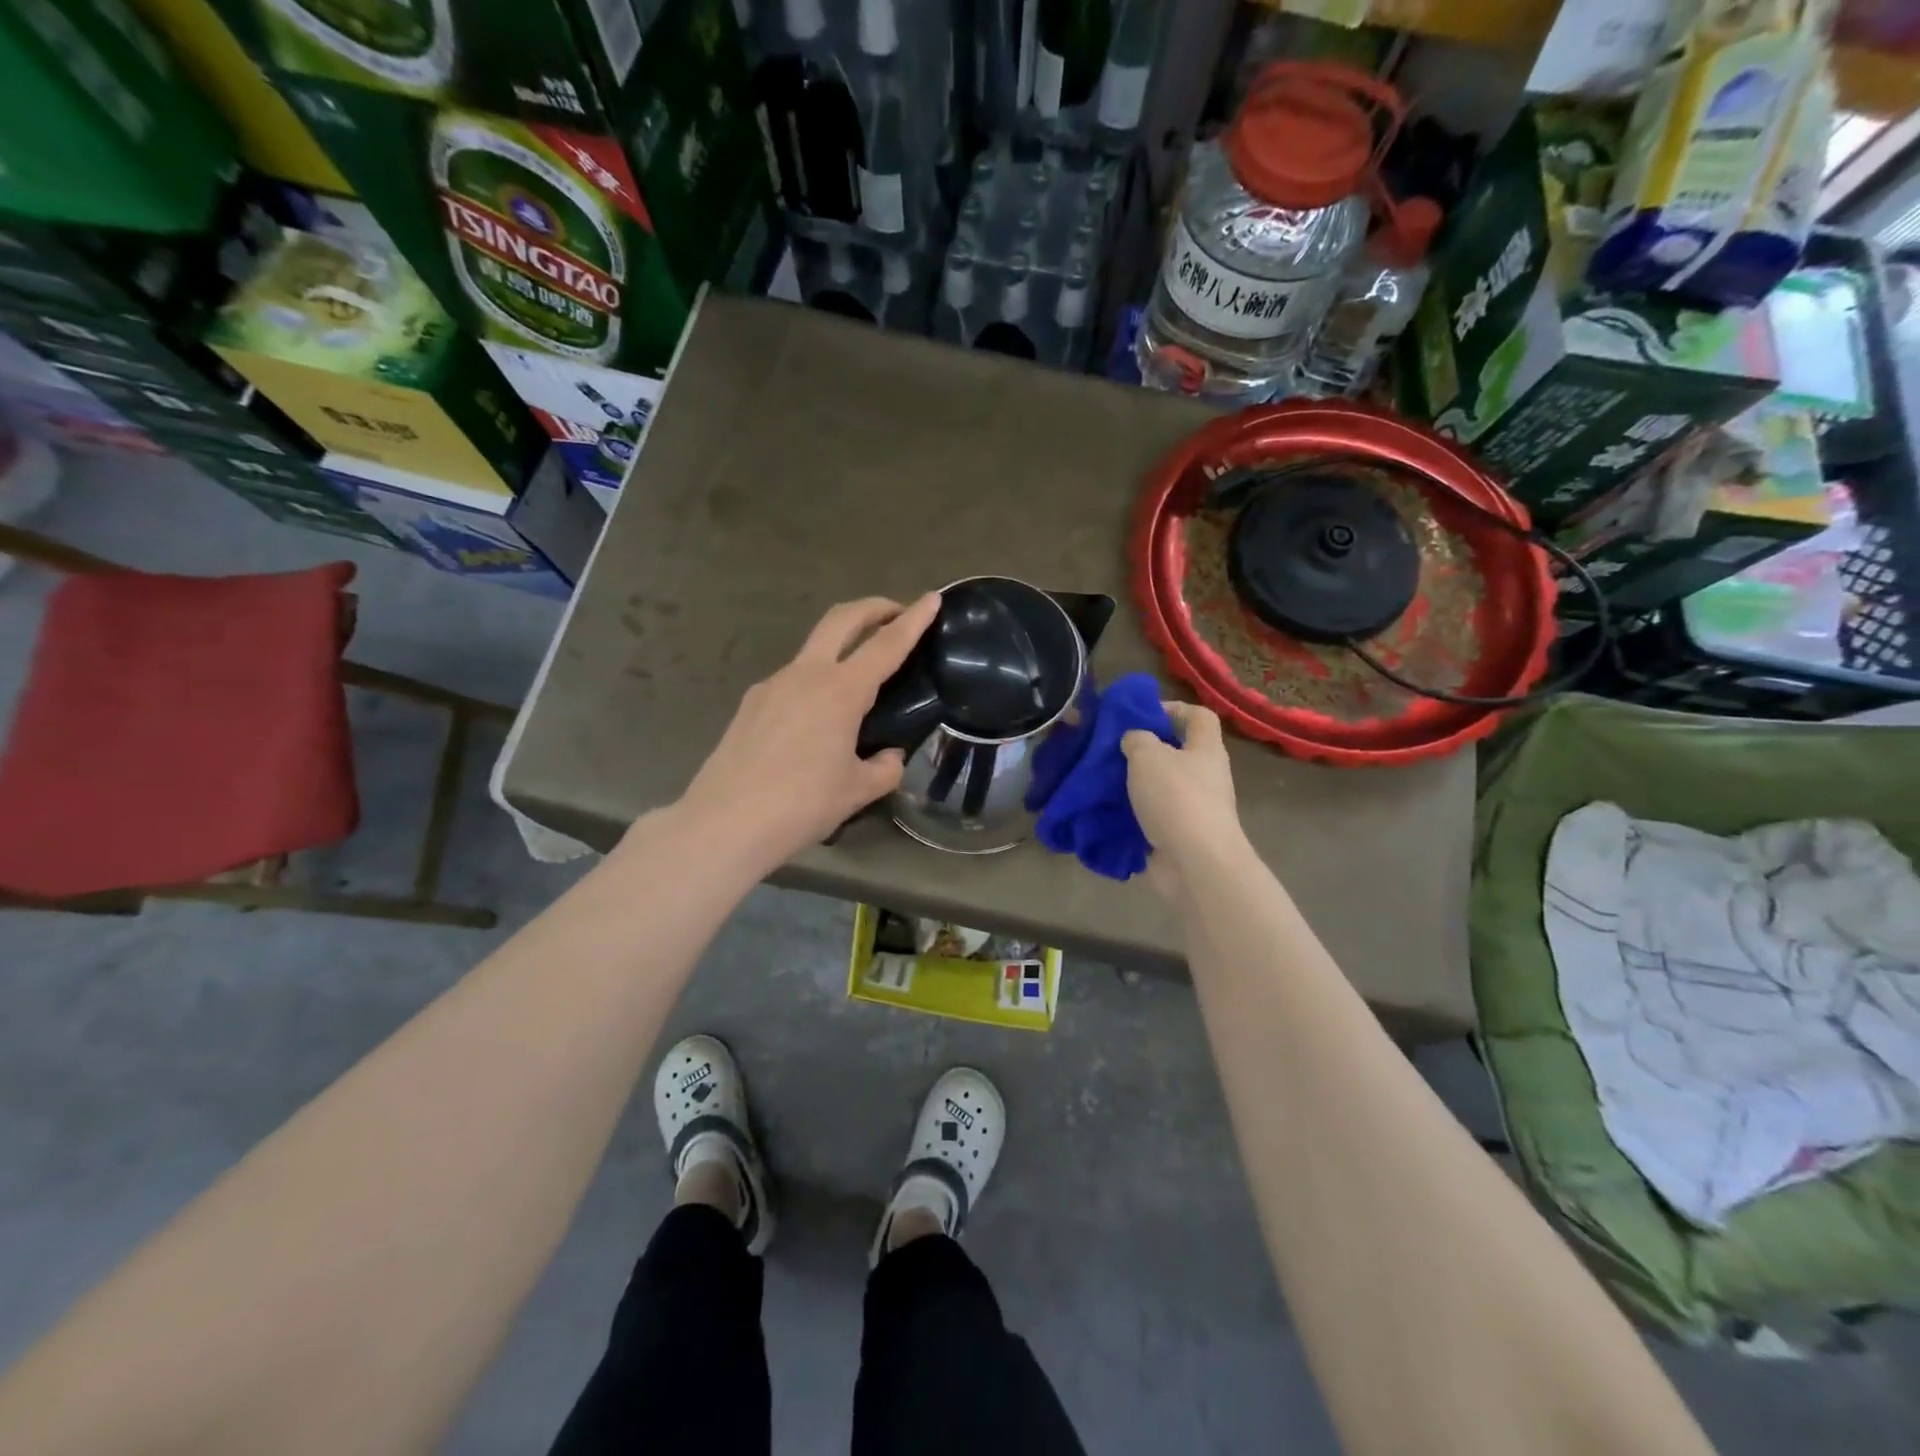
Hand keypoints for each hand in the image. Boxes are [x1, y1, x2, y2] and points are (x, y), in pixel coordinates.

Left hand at [675, 593, 941, 869]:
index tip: (932, 598)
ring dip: (841, 645)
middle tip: (895, 613)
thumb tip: (889, 756)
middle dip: (872, 607)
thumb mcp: (857, 791)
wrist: (724, 824)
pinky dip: (815, 680)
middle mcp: (805, 675)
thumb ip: (885, 768)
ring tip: (859, 679)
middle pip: (842, 619)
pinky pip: (792, 680)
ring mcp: (772, 685)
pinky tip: (817, 718)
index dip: (914, 620)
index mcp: (840, 691)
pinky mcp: (751, 704)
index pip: (887, 644)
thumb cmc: (801, 806)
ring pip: (813, 649)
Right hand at [1121, 702, 1243, 898]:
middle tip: (1113, 750)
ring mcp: (1194, 809)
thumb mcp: (1148, 756)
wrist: (1196, 863)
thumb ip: (1137, 739)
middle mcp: (1205, 776)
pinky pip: (1152, 818)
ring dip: (1134, 785)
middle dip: (1145, 751)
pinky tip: (1107, 813)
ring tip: (1103, 782)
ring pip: (1161, 787)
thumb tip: (1134, 740)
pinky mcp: (1179, 836)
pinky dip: (1132, 816)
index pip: (1199, 716)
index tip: (1141, 715)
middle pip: (1177, 753)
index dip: (1173, 709)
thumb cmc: (1176, 798)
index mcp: (1205, 749)